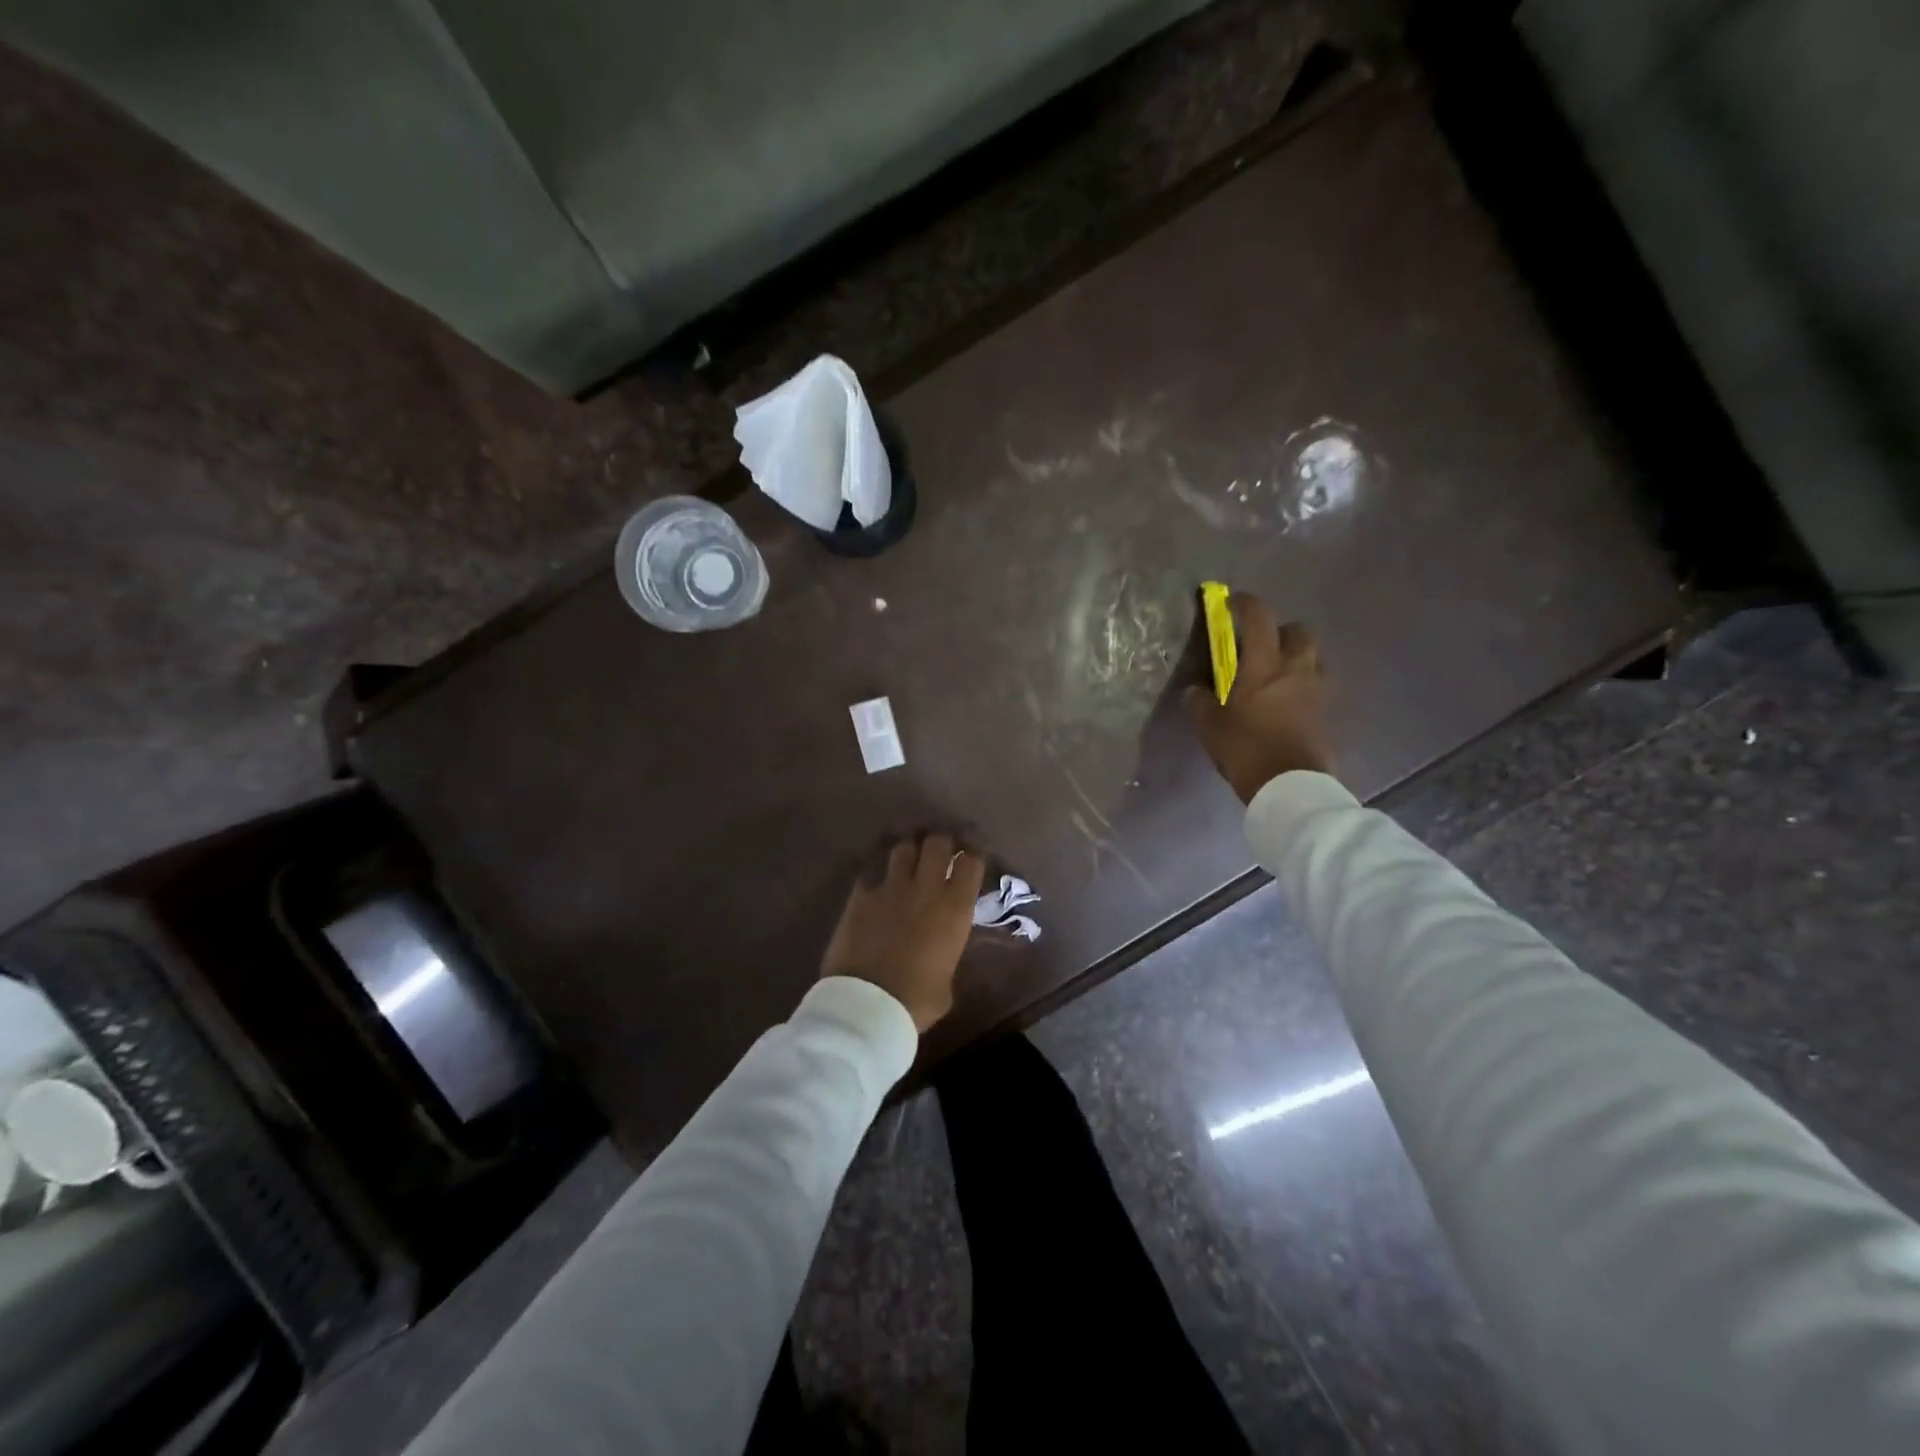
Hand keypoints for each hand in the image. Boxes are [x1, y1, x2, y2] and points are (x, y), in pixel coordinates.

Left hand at [821, 833, 986, 1031]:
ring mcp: (890, 887)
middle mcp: (926, 888)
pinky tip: (878, 872)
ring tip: (909, 856)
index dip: (973, 853)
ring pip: (903, 847)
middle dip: (941, 842)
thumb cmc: (916, 1000)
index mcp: (955, 908)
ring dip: (910, 849)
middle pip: (937, 842)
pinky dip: (878, 867)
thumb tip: (942, 952)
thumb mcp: (947, 981)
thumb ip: (948, 954)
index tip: (972, 854)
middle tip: (941, 849)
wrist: (866, 1004)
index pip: (971, 861)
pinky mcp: (860, 894)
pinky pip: (871, 867)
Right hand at [1185, 593, 1333, 803]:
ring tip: (1277, 673)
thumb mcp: (1210, 727)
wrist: (1290, 785)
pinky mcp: (1326, 711)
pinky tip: (1287, 700)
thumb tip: (1195, 690)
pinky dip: (1303, 683)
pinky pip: (1317, 684)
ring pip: (1313, 656)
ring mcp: (1316, 689)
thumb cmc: (1245, 749)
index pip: (1259, 617)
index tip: (1232, 602)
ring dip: (1297, 656)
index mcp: (1264, 664)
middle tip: (1262, 645)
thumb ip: (1201, 703)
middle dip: (1281, 630)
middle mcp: (1295, 668)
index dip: (1245, 603)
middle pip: (1299, 631)